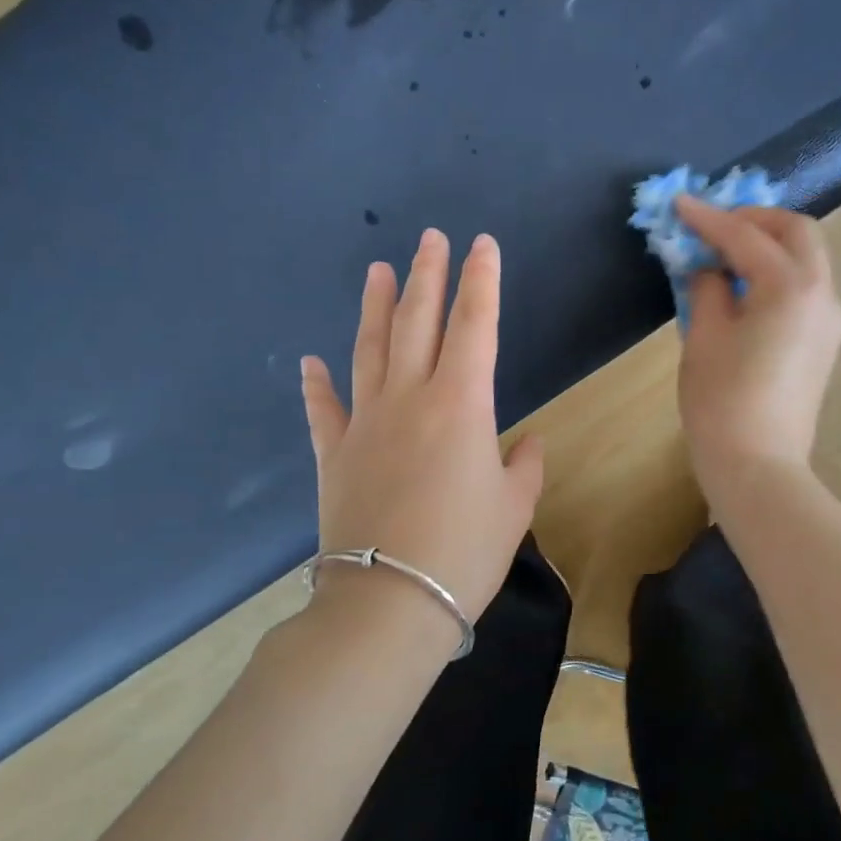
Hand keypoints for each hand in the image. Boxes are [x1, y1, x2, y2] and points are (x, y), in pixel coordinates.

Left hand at [300, 229, 543, 623]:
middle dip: (427, 275)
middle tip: (430, 238)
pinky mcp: (334, 455)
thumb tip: (528, 442)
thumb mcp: (514, 507)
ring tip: (377, 270)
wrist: (389, 602)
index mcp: (461, 404)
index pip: (475, 326)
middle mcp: (409, 399)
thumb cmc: (464, 551)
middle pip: (418, 322)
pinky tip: (311, 361)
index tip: (482, 246)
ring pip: (369, 350)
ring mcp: (365, 423)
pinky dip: (317, 386)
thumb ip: (526, 465)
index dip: (481, 281)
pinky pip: (323, 411)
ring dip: (375, 307)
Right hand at [673, 198, 840, 484]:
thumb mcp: (704, 336)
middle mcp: (823, 294)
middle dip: (755, 220)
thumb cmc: (722, 400)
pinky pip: (805, 287)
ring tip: (725, 255)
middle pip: (797, 232)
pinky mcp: (825, 341)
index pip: (747, 237)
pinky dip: (777, 273)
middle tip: (714, 227)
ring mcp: (830, 319)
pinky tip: (745, 288)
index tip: (680, 203)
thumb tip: (710, 268)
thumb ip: (708, 287)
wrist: (758, 465)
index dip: (709, 218)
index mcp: (791, 287)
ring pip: (807, 258)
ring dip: (769, 245)